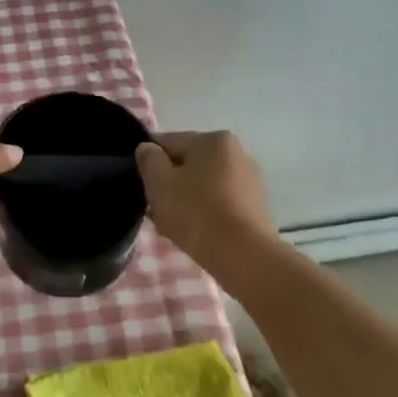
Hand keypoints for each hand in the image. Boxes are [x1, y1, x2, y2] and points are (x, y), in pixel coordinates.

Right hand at [135, 131, 276, 270]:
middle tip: (155, 209)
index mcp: (214, 140)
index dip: (149, 160)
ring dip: (187, 199)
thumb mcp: (159, 183)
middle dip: (170, 183)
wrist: (243, 256)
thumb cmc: (196, 213)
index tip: (141, 184)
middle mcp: (237, 153)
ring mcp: (251, 181)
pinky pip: (221, 203)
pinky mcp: (257, 207)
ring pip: (205, 185)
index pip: (169, 142)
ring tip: (173, 225)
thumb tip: (147, 148)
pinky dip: (206, 213)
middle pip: (189, 164)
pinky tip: (196, 233)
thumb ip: (149, 160)